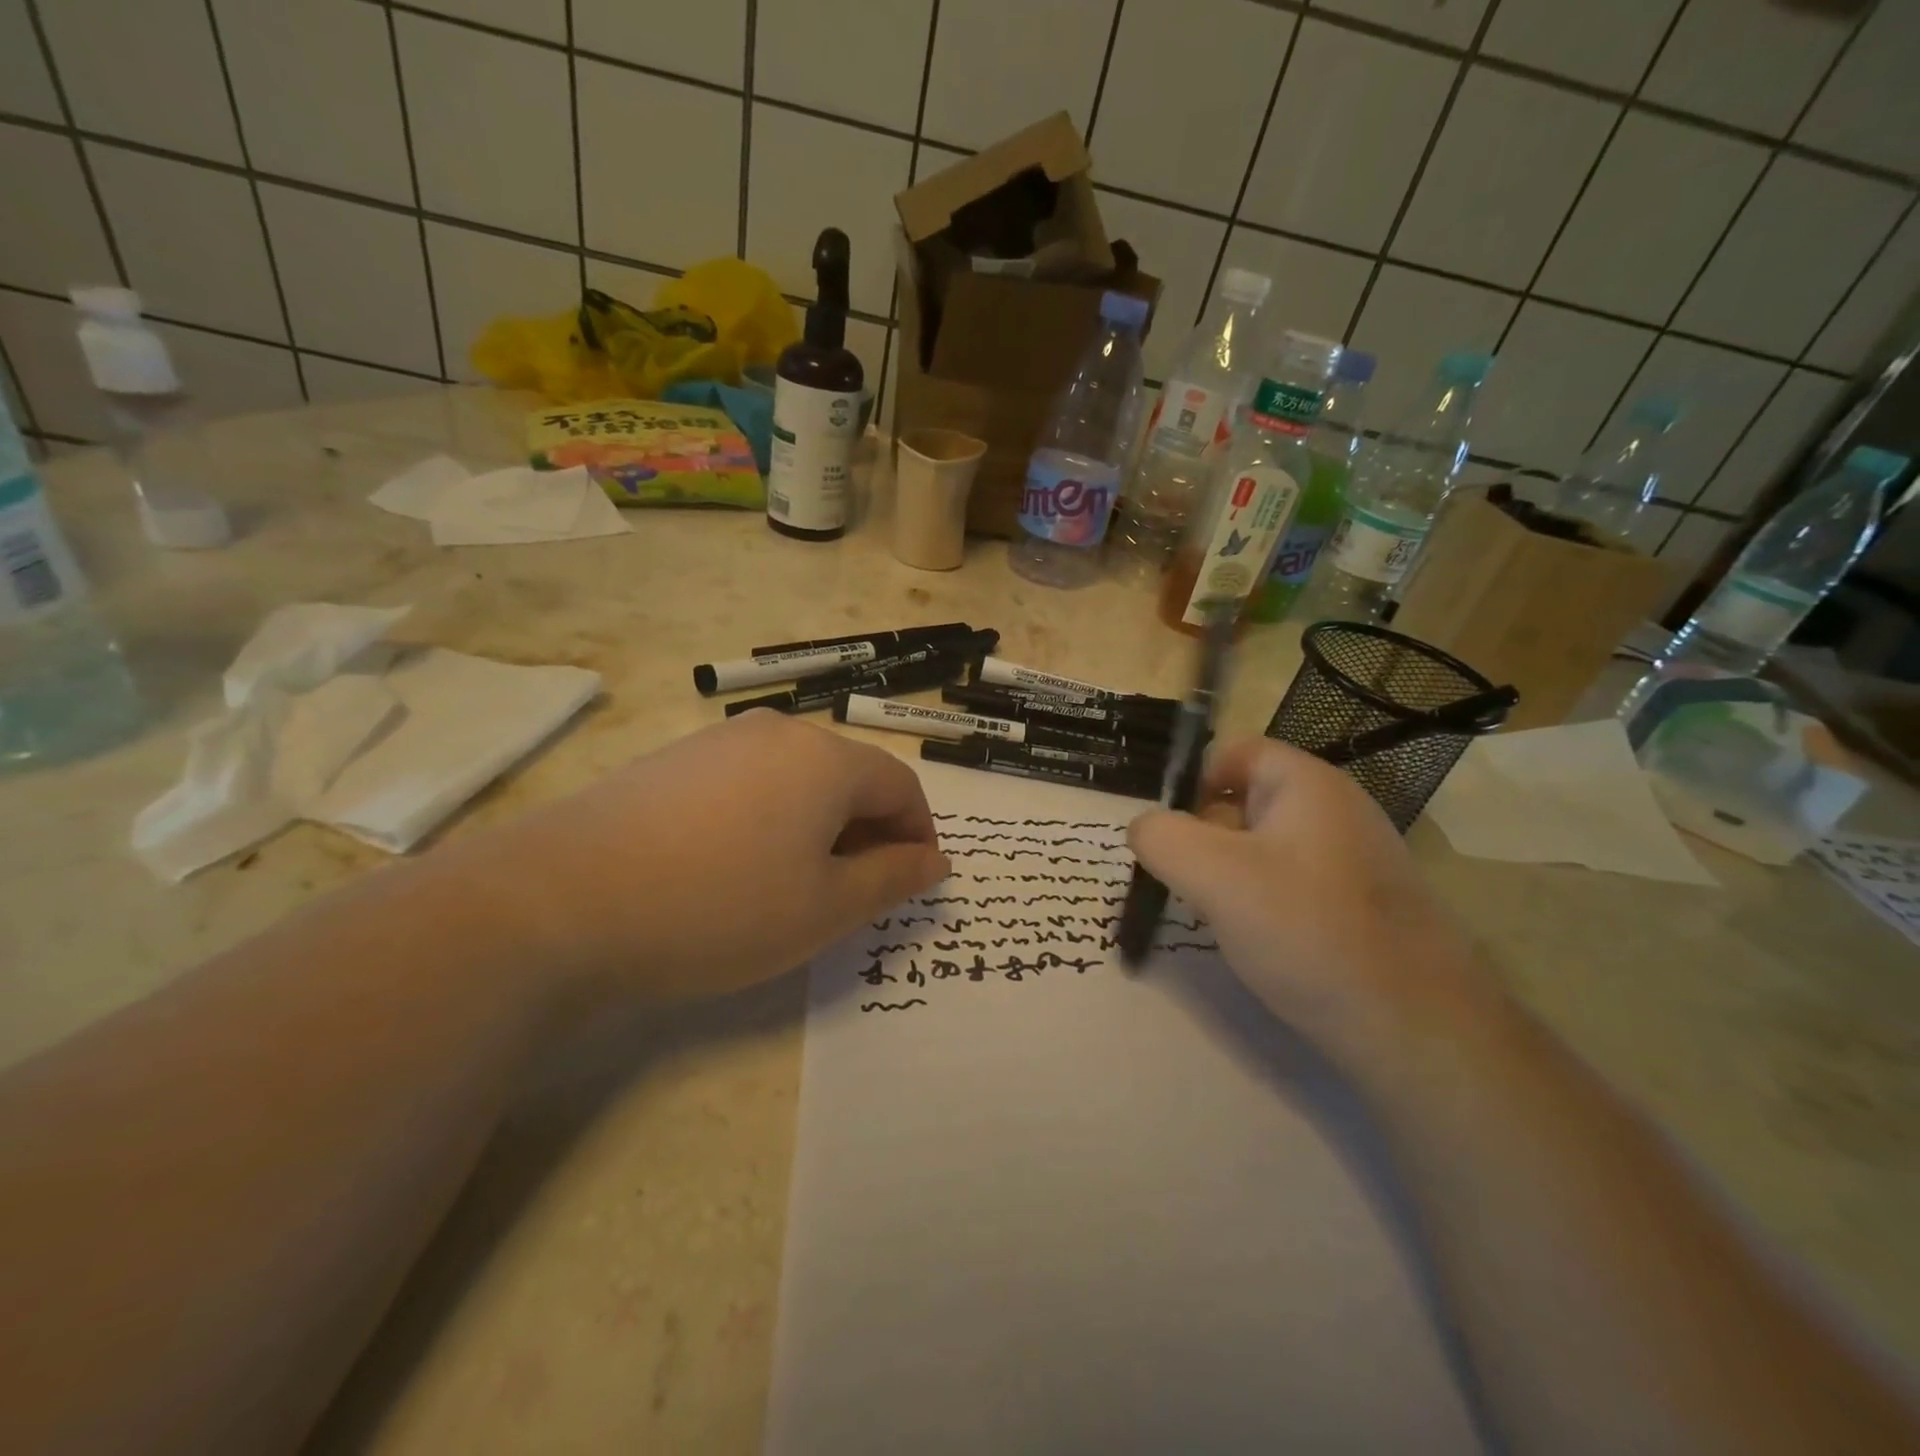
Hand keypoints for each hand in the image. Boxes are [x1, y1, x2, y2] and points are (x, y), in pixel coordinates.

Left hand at [448, 712, 949, 1005]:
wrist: (559, 902)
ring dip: (818, 828)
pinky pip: (748, 784)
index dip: (919, 834)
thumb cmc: (719, 907)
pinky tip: (736, 868)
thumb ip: (892, 879)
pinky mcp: (674, 761)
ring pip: (797, 780)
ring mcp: (719, 740)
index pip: (901, 785)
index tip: (914, 883)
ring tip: (796, 886)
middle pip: (849, 778)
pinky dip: (768, 821)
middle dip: (869, 833)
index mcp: (825, 758)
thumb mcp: (824, 908)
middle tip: (856, 895)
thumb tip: (934, 860)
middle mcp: (777, 732)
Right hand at [1129, 738, 1497, 1075]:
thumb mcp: (1213, 875)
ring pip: (1263, 848)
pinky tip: (1259, 942)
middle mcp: (1335, 810)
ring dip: (1229, 875)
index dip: (1192, 783)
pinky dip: (1261, 903)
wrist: (1414, 1028)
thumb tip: (1144, 828)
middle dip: (1205, 836)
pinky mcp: (1358, 905)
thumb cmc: (1306, 930)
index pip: (1234, 752)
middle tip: (1189, 883)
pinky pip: (1290, 884)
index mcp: (1307, 784)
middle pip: (1245, 800)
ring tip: (1221, 918)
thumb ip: (1160, 837)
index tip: (1170, 834)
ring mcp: (1351, 859)